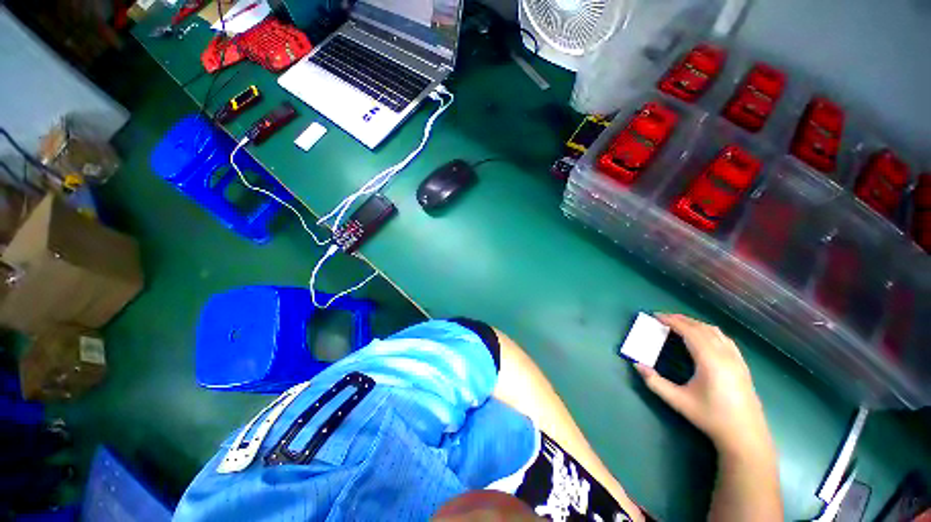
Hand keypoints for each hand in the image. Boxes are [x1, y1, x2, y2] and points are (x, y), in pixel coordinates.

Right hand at [635, 314, 772, 456]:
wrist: (745, 436)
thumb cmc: (710, 417)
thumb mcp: (678, 401)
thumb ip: (654, 382)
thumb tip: (636, 365)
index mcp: (710, 361)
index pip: (690, 332)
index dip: (672, 321)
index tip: (656, 316)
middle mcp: (725, 355)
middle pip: (702, 328)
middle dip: (682, 319)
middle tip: (663, 318)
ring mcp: (737, 359)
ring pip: (715, 332)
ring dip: (696, 324)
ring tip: (679, 324)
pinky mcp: (742, 364)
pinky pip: (725, 339)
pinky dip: (709, 331)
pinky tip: (703, 337)